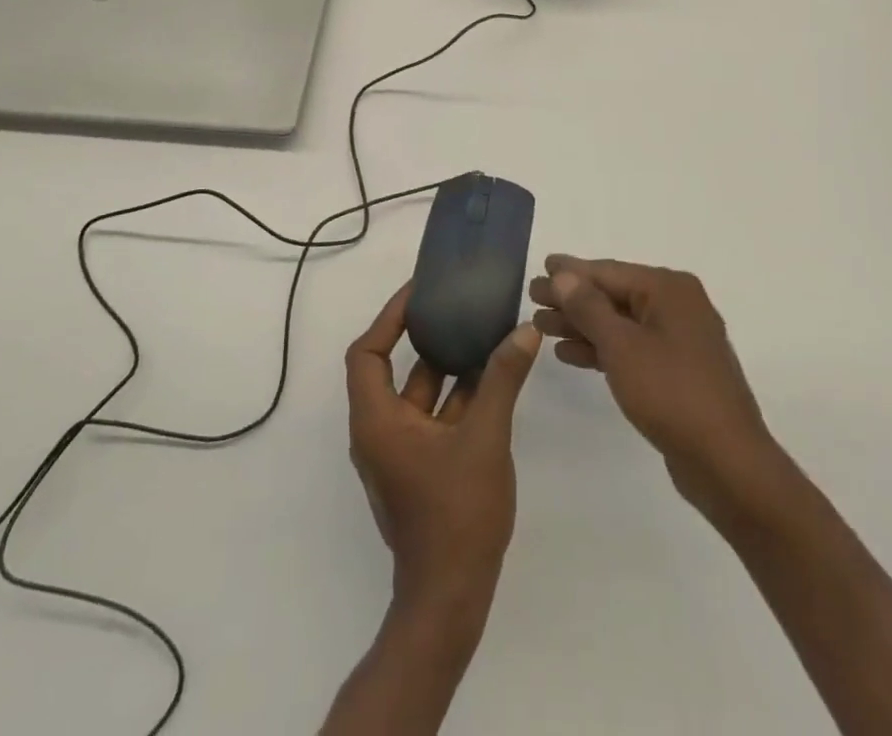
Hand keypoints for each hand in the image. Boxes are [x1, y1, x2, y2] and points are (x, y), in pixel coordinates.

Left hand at [346, 283, 542, 618]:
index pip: (367, 352)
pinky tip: (492, 378)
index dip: (389, 317)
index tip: (419, 292)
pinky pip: (434, 418)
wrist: (450, 600)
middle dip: (422, 335)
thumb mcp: (485, 438)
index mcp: (377, 419)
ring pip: (419, 394)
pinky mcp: (420, 469)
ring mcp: (400, 452)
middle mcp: (380, 430)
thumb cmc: (457, 514)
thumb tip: (524, 330)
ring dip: (446, 365)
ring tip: (479, 330)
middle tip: (453, 303)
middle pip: (392, 368)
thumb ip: (503, 380)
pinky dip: (457, 396)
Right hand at [529, 254, 777, 519]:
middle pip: (613, 295)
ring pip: (620, 323)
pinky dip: (602, 348)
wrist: (728, 463)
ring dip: (582, 324)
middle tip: (532, 296)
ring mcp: (680, 340)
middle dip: (572, 299)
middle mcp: (677, 306)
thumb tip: (563, 274)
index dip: (571, 271)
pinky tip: (569, 354)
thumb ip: (589, 307)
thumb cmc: (671, 393)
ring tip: (542, 325)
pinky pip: (631, 348)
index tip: (541, 267)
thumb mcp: (622, 346)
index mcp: (669, 289)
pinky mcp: (677, 371)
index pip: (608, 271)